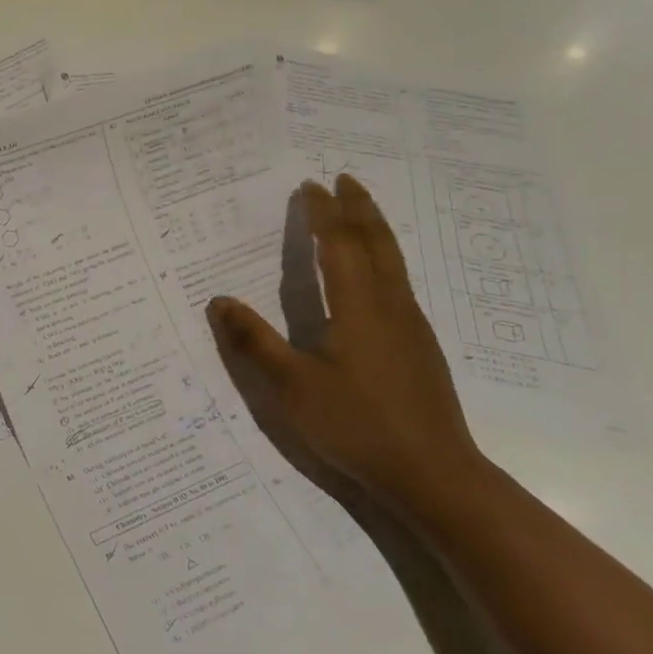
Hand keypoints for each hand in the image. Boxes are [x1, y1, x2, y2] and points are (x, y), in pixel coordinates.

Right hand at [206, 176, 483, 511]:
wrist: (434, 475)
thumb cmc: (357, 426)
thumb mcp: (292, 387)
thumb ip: (254, 342)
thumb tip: (218, 300)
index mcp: (357, 307)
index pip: (337, 245)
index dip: (322, 213)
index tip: (310, 186)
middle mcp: (389, 305)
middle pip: (376, 242)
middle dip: (359, 207)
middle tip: (344, 178)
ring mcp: (411, 325)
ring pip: (394, 261)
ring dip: (375, 228)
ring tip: (361, 211)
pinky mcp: (420, 346)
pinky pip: (399, 281)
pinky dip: (383, 257)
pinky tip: (376, 274)